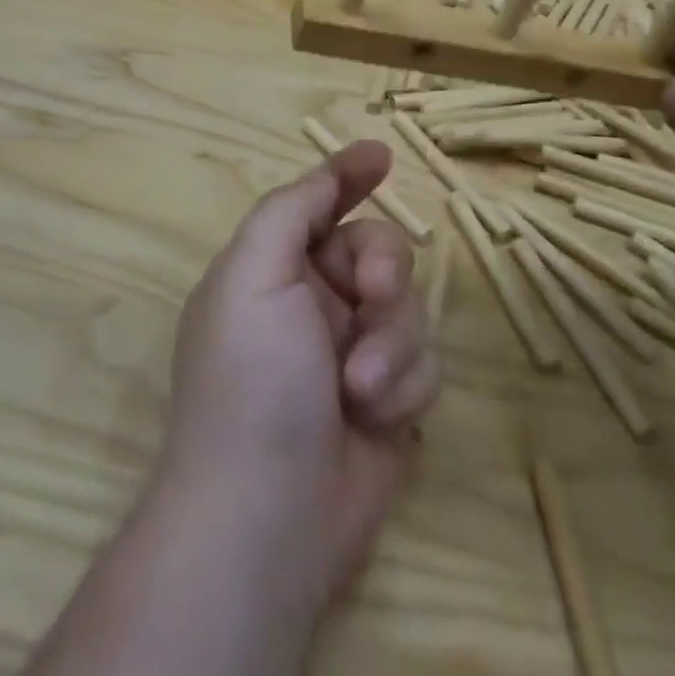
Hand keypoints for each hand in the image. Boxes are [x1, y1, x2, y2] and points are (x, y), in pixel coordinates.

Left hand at [162, 141, 440, 599]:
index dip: (347, 176)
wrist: (268, 519)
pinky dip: (404, 386)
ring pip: (407, 308)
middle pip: (376, 249)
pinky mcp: (387, 401)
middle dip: (383, 268)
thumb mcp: (253, 273)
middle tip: (373, 294)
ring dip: (392, 343)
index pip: (316, 204)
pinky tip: (376, 421)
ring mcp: (351, 352)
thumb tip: (330, 170)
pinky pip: (423, 363)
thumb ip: (290, 210)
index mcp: (272, 269)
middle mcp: (312, 303)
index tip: (383, 156)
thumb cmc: (251, 380)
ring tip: (359, 389)